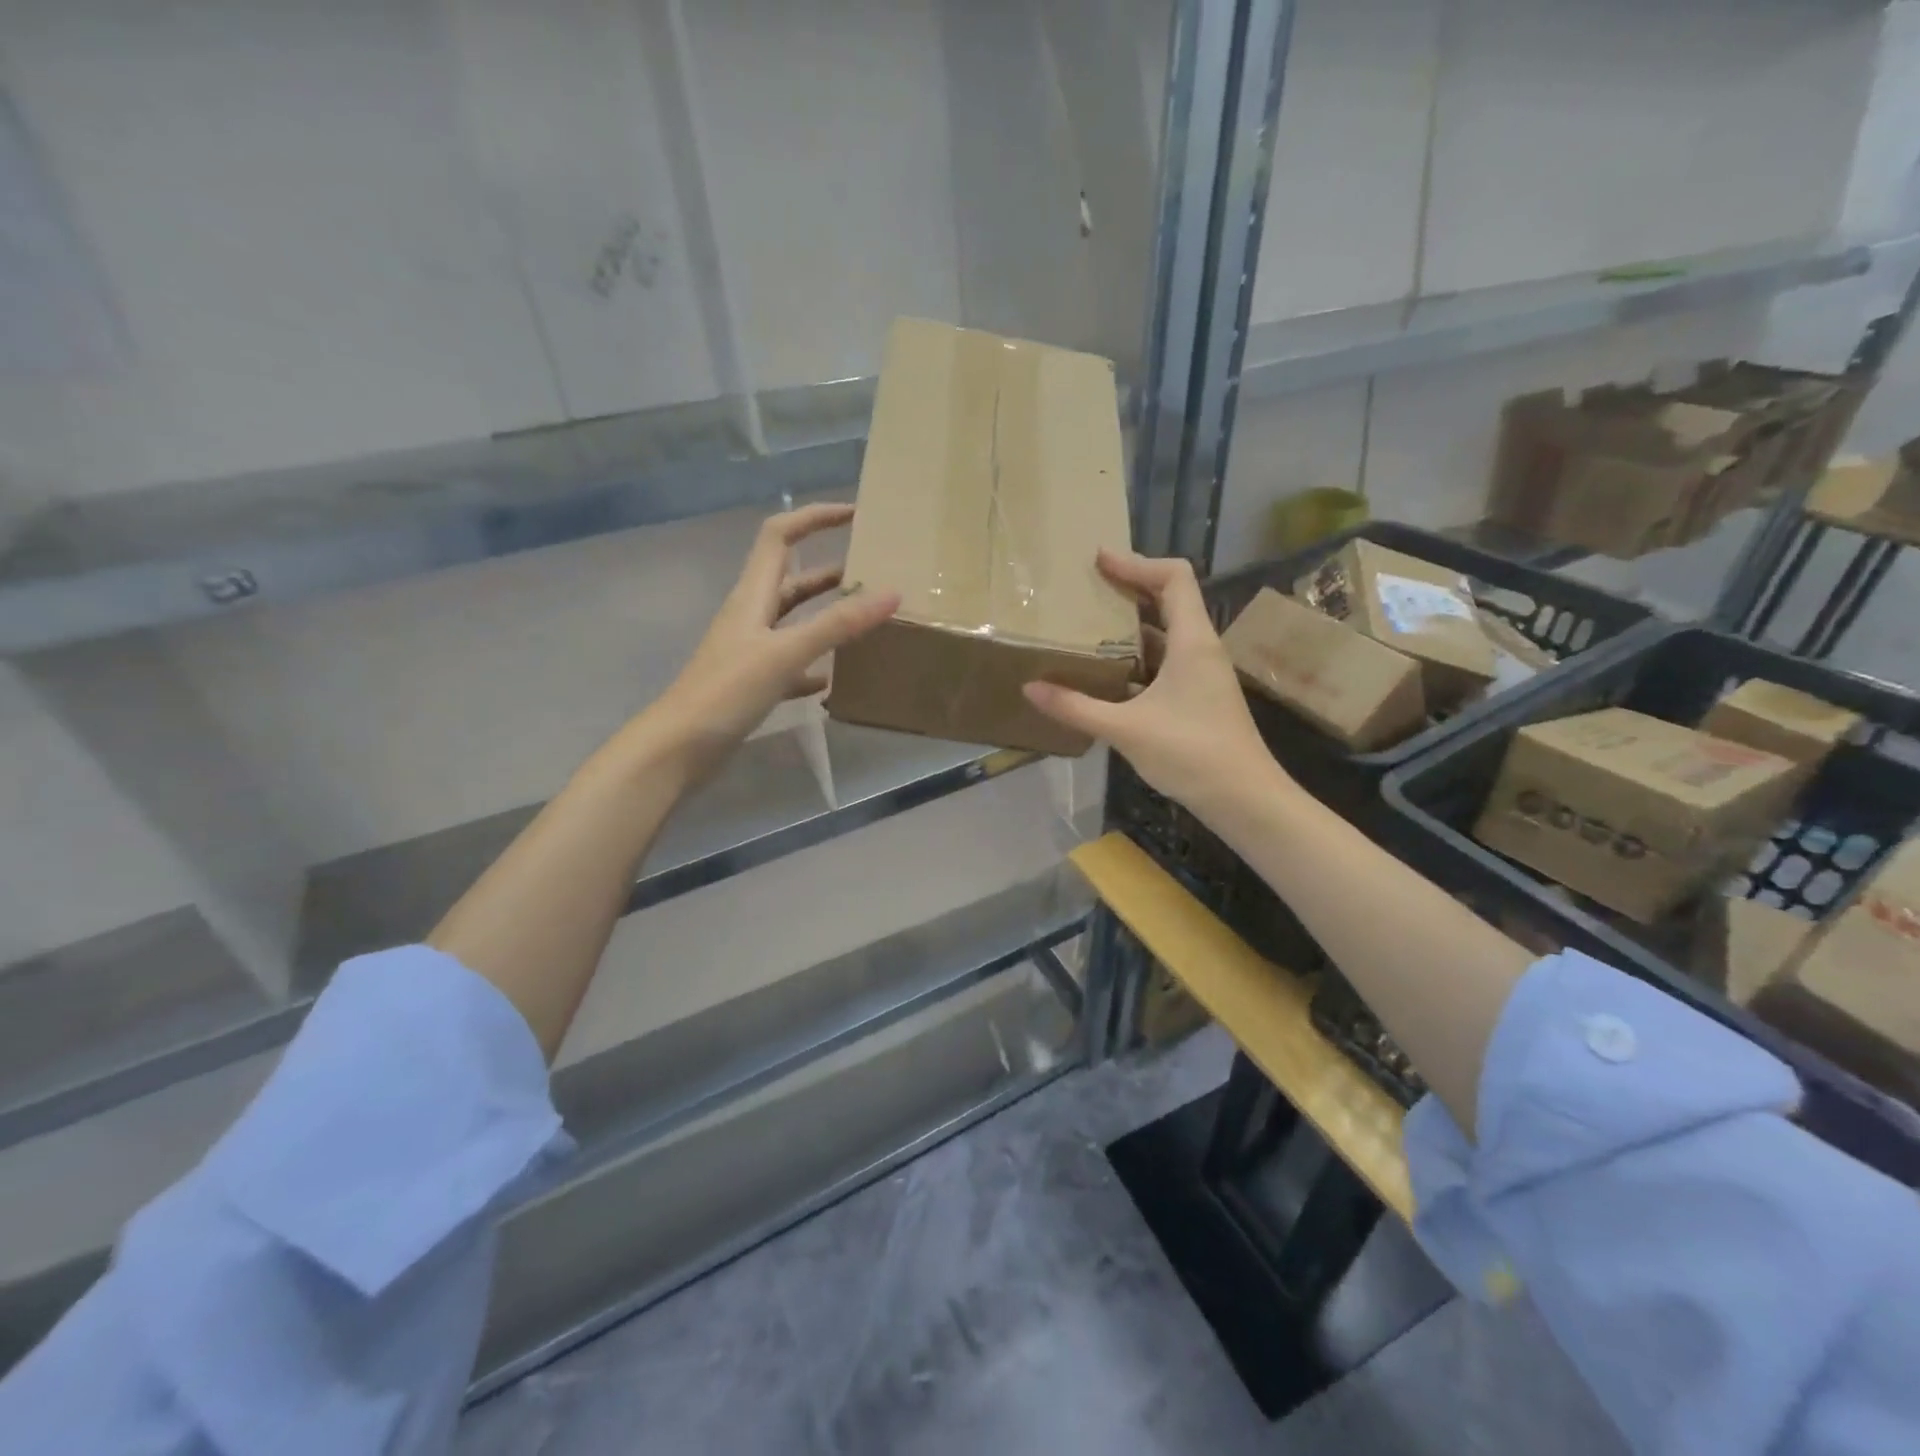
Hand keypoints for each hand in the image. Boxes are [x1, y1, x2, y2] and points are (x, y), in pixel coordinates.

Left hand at [632, 503, 899, 781]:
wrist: (680, 748)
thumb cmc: (727, 691)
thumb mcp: (786, 653)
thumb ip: (838, 624)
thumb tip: (891, 593)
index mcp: (753, 595)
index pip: (780, 535)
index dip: (814, 517)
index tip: (855, 515)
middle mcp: (751, 615)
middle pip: (793, 579)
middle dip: (831, 570)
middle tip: (874, 574)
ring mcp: (751, 651)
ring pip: (794, 621)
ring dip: (826, 616)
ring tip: (866, 621)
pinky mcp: (753, 683)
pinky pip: (791, 664)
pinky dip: (815, 665)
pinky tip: (836, 679)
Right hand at [1022, 549, 1284, 818]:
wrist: (1244, 799)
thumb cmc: (1191, 754)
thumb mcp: (1126, 729)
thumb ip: (1076, 707)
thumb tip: (1030, 688)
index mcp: (1192, 641)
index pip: (1173, 577)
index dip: (1136, 562)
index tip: (1098, 561)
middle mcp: (1201, 648)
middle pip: (1170, 597)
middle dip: (1130, 586)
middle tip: (1088, 586)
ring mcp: (1202, 673)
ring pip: (1167, 630)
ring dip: (1132, 622)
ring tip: (1091, 623)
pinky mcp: (1198, 695)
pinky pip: (1166, 658)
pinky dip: (1138, 653)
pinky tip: (1109, 670)